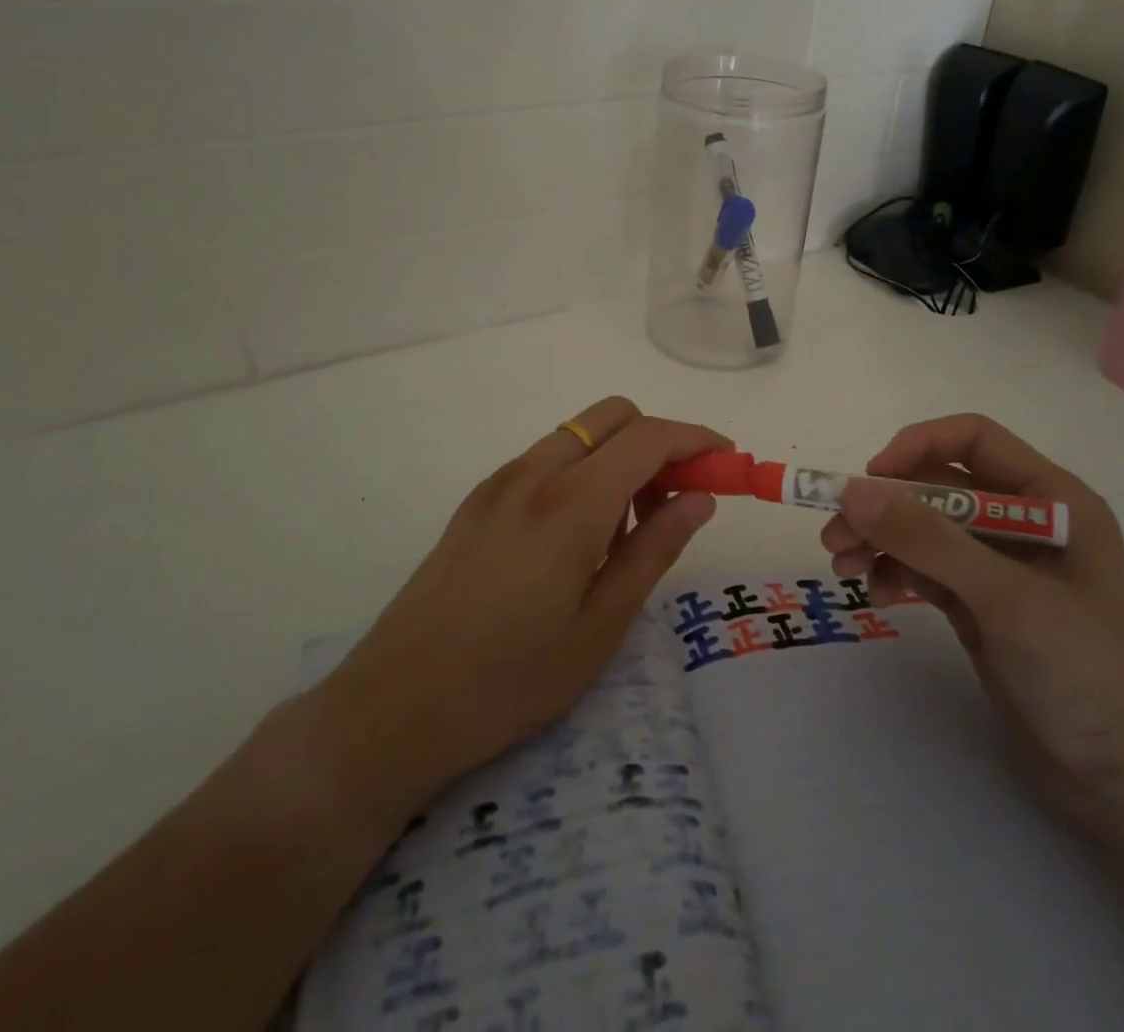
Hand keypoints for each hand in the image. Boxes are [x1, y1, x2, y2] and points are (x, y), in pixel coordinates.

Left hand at [310, 397, 726, 815]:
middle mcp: (534, 472)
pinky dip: (581, 473)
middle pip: (612, 416)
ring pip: (578, 436)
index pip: (649, 437)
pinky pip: (546, 461)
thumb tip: (700, 498)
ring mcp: (499, 483)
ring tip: (627, 530)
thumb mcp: (602, 624)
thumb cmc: (512, 679)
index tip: (728, 462)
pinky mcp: (477, 501)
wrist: (395, 707)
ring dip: (618, 457)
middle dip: (657, 440)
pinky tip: (579, 538)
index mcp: (571, 501)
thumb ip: (656, 549)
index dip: (696, 440)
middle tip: (676, 498)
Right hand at [823, 414, 1123, 835]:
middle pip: (937, 487)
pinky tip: (877, 596)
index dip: (918, 446)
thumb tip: (853, 491)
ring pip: (924, 530)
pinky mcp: (980, 606)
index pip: (973, 439)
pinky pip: (925, 569)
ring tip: (843, 566)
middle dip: (884, 506)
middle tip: (835, 537)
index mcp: (1050, 498)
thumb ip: (929, 540)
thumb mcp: (1006, 597)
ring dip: (880, 540)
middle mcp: (1022, 522)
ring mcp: (999, 567)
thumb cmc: (1086, 671)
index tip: (869, 480)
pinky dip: (896, 573)